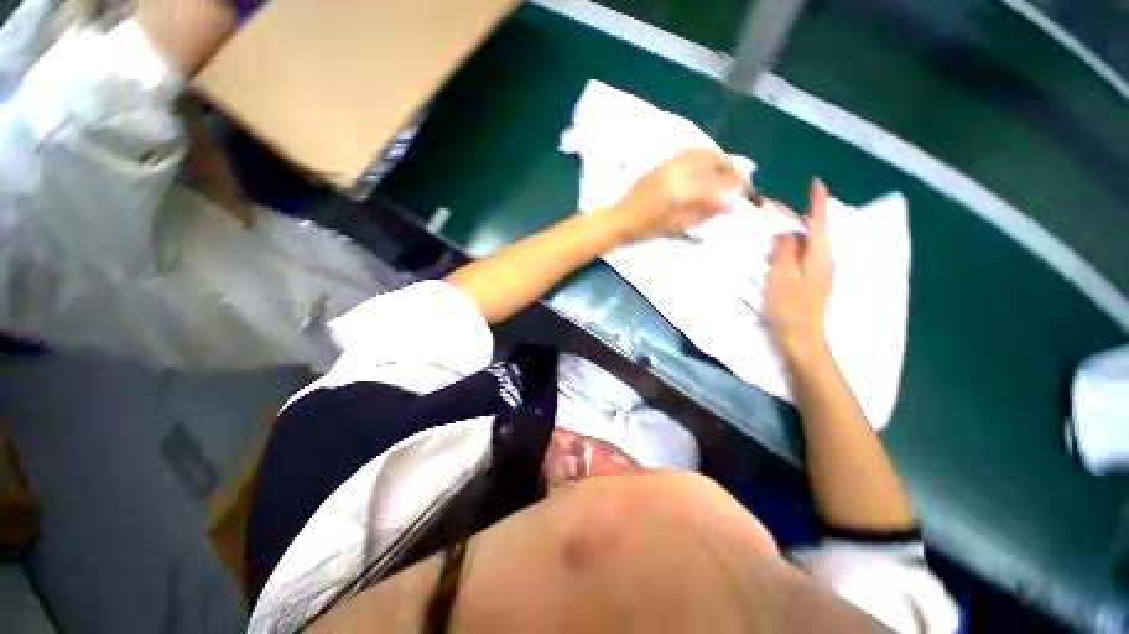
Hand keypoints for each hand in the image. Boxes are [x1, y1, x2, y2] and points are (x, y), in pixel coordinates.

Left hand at [603, 148, 748, 242]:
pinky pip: (688, 152)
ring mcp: (669, 164)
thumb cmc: (646, 227)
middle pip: (713, 160)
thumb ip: (703, 213)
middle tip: (739, 180)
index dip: (735, 186)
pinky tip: (706, 165)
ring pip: (702, 152)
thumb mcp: (676, 225)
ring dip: (719, 159)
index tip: (746, 193)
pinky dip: (703, 155)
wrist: (620, 217)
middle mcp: (679, 171)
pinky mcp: (662, 163)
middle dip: (731, 168)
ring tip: (726, 172)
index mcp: (683, 190)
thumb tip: (729, 206)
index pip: (717, 182)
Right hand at [763, 179, 833, 360]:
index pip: (821, 221)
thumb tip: (788, 232)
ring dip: (792, 231)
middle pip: (813, 230)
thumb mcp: (782, 276)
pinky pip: (803, 256)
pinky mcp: (812, 283)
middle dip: (795, 216)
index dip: (818, 201)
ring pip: (807, 243)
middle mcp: (825, 260)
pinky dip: (791, 246)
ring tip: (771, 225)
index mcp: (820, 254)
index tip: (815, 182)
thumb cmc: (790, 308)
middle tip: (769, 208)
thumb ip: (785, 250)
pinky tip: (778, 249)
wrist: (802, 340)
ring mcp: (820, 273)